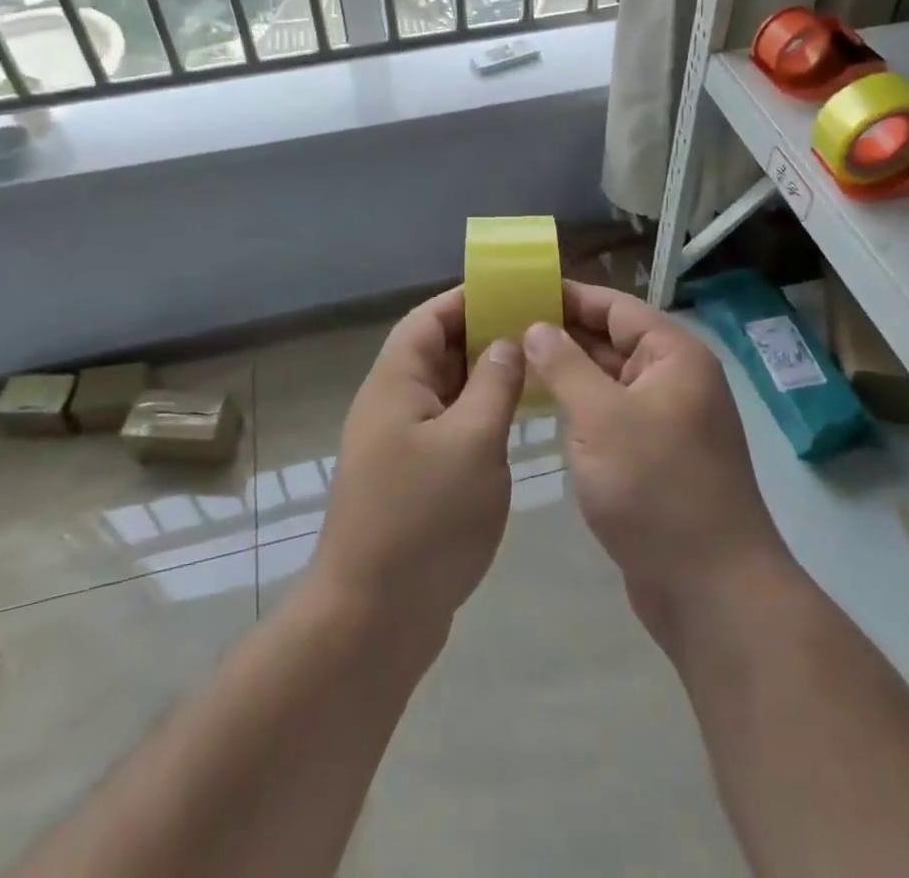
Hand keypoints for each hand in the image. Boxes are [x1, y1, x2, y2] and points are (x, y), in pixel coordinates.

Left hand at [311, 287, 523, 639]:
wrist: (372, 618)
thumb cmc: (424, 519)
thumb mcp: (472, 441)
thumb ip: (494, 384)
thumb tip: (507, 342)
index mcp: (395, 383)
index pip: (428, 319)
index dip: (466, 299)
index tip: (512, 290)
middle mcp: (391, 404)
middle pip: (436, 351)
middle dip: (482, 334)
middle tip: (536, 329)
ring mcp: (399, 443)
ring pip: (445, 391)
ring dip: (483, 376)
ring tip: (534, 367)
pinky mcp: (411, 477)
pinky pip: (448, 426)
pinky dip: (479, 414)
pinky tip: (513, 421)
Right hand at [524, 282, 788, 638]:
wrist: (711, 589)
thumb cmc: (656, 488)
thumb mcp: (601, 418)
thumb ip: (565, 366)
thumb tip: (536, 326)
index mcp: (674, 356)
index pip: (616, 307)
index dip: (569, 296)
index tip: (521, 289)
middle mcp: (675, 379)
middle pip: (612, 341)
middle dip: (561, 334)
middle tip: (503, 327)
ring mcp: (667, 420)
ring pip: (609, 381)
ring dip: (567, 372)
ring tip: (511, 362)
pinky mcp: (655, 456)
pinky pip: (611, 415)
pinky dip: (579, 407)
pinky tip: (540, 408)